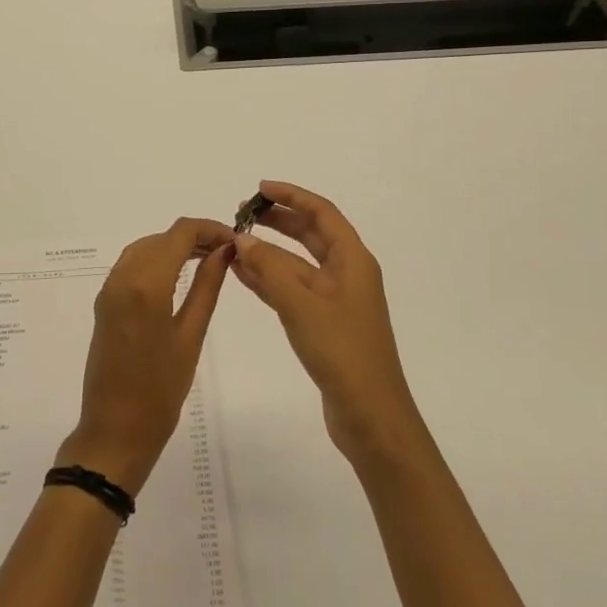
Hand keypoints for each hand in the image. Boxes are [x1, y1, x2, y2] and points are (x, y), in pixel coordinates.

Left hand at [58, 218, 233, 494]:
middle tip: (227, 253)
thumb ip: (207, 286)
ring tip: (207, 260)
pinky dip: (156, 260)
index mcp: (146, 284)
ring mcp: (109, 289)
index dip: (210, 228)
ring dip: (174, 246)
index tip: (236, 240)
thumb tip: (224, 251)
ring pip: (144, 248)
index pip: (180, 233)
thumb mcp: (191, 335)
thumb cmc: (161, 390)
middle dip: (194, 237)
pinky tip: (178, 275)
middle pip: (161, 237)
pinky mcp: (104, 302)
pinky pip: (131, 265)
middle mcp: (122, 277)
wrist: (115, 430)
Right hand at [230, 181, 425, 464]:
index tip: (260, 189)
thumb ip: (269, 269)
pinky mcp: (324, 325)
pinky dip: (269, 280)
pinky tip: (243, 275)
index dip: (292, 196)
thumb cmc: (343, 353)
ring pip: (297, 265)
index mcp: (353, 261)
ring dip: (269, 252)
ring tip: (235, 242)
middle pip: (311, 235)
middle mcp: (347, 274)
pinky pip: (292, 291)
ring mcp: (335, 301)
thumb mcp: (302, 305)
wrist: (371, 417)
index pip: (322, 213)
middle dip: (278, 221)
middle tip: (242, 214)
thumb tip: (242, 238)